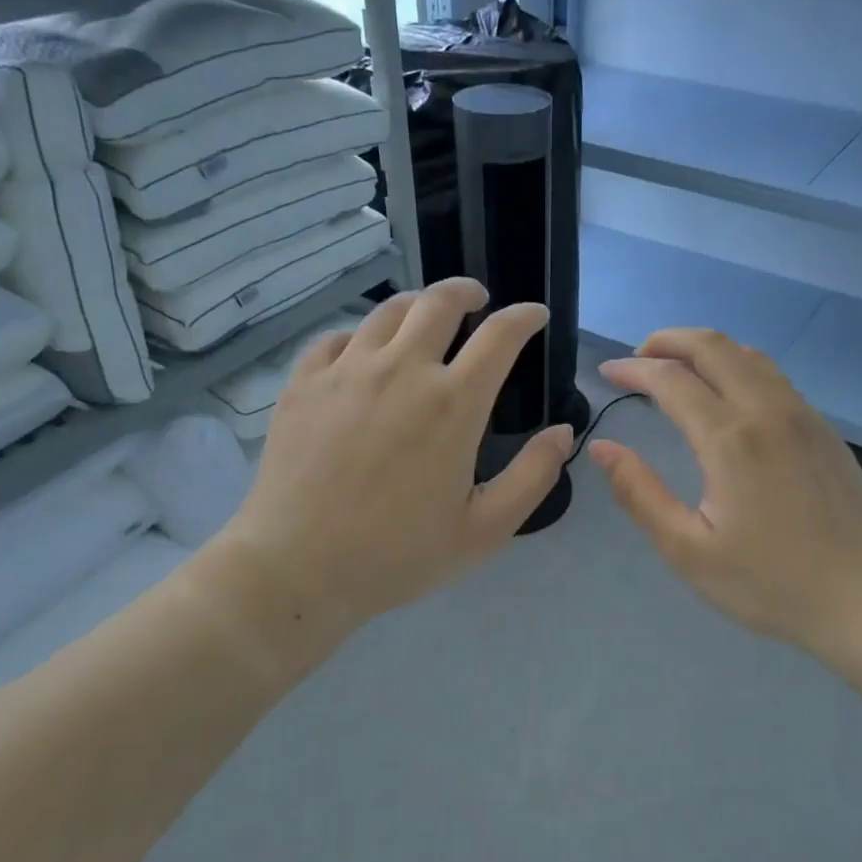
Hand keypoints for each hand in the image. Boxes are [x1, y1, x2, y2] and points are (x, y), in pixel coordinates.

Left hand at [208, 279, 571, 676]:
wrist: (298, 570)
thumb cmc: (399, 554)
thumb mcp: (486, 529)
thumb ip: (533, 476)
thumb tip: (563, 432)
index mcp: (452, 404)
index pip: (500, 335)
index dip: (524, 317)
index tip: (534, 316)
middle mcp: (401, 371)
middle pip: (439, 302)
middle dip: (467, 292)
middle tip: (478, 300)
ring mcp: (346, 372)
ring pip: (387, 311)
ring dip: (417, 305)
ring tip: (425, 318)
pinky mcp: (303, 384)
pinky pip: (335, 337)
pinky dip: (360, 335)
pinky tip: (363, 353)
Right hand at [590, 329, 861, 658]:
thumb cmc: (768, 583)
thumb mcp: (687, 549)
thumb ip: (639, 493)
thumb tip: (602, 448)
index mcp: (730, 440)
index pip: (671, 380)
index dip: (633, 369)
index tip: (607, 373)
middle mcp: (767, 411)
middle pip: (713, 346)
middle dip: (668, 340)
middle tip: (638, 355)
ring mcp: (802, 415)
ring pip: (748, 354)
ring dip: (705, 349)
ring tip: (676, 367)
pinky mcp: (822, 429)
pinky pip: (773, 376)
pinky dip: (737, 366)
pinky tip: (726, 393)